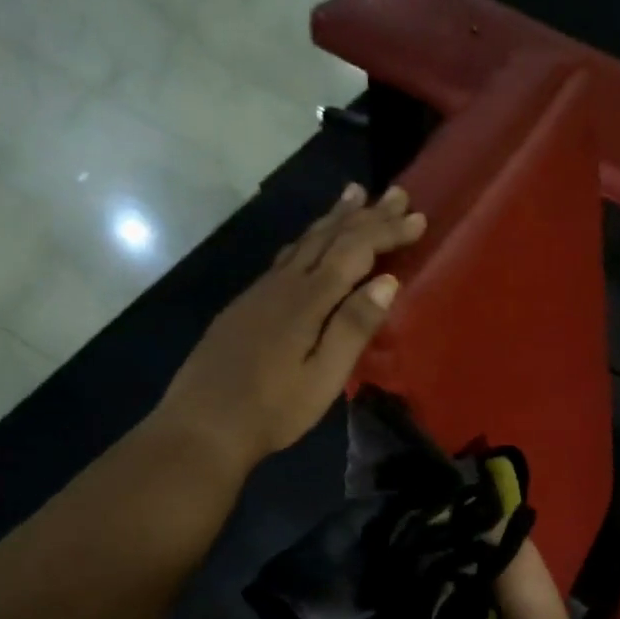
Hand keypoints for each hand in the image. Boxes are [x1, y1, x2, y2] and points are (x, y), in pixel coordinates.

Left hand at [154, 184, 425, 470]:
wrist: (202, 425)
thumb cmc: (271, 410)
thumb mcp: (322, 377)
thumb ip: (353, 328)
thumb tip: (387, 282)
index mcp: (307, 300)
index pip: (354, 251)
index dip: (386, 231)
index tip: (417, 217)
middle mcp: (283, 284)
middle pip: (328, 238)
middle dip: (364, 214)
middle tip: (395, 192)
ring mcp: (260, 292)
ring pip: (303, 242)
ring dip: (333, 218)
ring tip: (353, 195)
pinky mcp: (246, 306)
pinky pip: (286, 257)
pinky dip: (308, 240)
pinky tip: (308, 243)